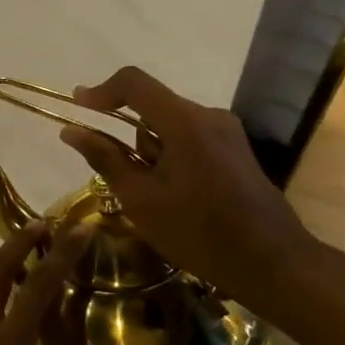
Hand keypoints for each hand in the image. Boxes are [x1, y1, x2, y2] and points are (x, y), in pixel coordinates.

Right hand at [59, 66, 314, 295]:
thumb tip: (71, 131)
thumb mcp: (142, 200)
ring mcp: (226, 132)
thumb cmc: (200, 233)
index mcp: (185, 122)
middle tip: (126, 184)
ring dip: (152, 153)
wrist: (273, 263)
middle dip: (129, 139)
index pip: (134, 82)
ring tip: (158, 201)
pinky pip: (190, 139)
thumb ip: (105, 159)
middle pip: (152, 108)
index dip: (101, 91)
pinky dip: (172, 159)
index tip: (77, 108)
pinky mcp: (235, 149)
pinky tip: (179, 199)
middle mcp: (208, 116)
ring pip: (170, 127)